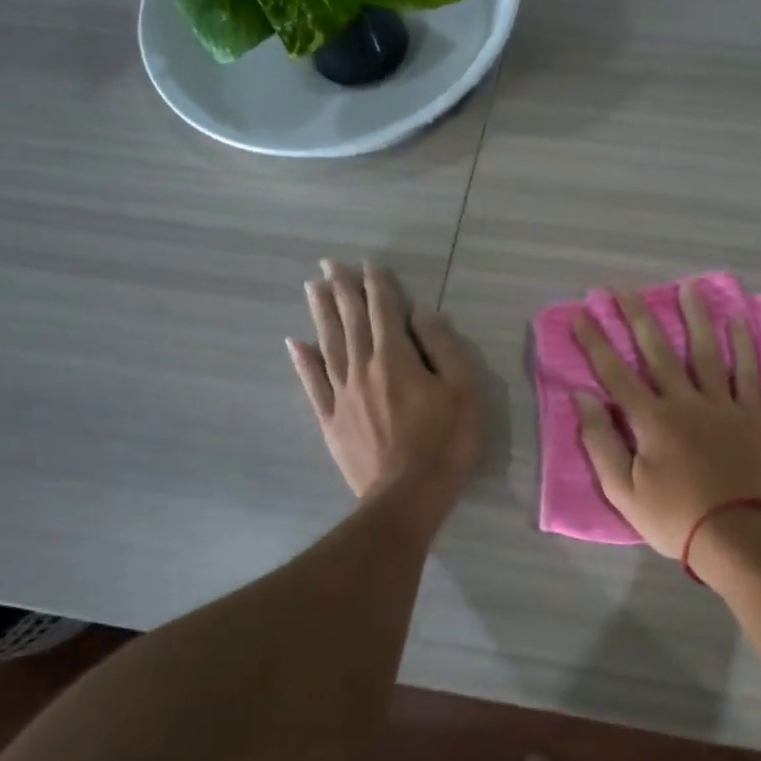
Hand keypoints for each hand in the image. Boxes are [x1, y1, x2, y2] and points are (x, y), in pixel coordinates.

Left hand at [289, 261, 480, 521]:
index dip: (378, 286)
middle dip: (341, 289)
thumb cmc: (446, 443)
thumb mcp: (464, 392)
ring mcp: (342, 395)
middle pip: (351, 321)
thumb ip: (445, 348)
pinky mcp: (331, 420)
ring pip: (328, 344)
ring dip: (321, 314)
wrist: (408, 497)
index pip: (385, 312)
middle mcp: (363, 368)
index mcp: (397, 359)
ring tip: (312, 288)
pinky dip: (304, 362)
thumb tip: (423, 316)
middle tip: (328, 264)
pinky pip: (313, 384)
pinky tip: (296, 344)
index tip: (368, 264)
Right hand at [571, 283, 760, 557]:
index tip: (582, 313)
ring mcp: (722, 405)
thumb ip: (600, 442)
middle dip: (638, 317)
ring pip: (705, 352)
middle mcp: (685, 402)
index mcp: (651, 420)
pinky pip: (747, 373)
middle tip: (623, 288)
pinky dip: (743, 346)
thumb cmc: (675, 518)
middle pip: (658, 351)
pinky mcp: (751, 415)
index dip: (596, 342)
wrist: (739, 536)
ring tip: (688, 286)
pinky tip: (738, 322)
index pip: (615, 373)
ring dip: (694, 317)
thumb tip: (582, 398)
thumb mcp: (623, 491)